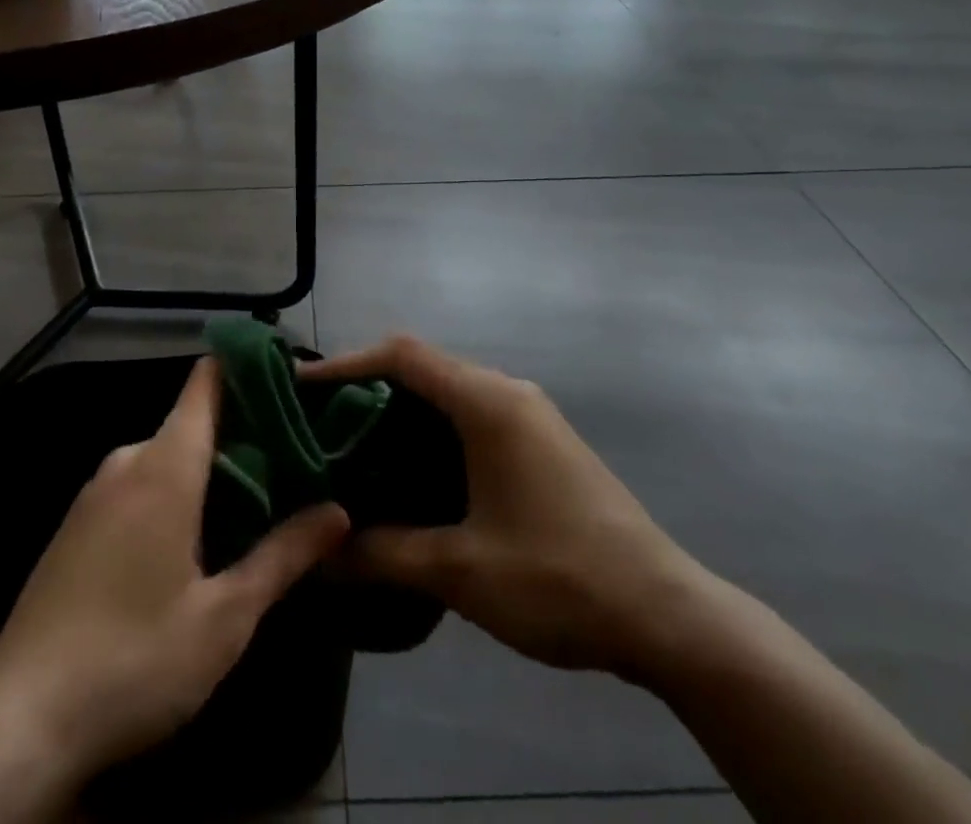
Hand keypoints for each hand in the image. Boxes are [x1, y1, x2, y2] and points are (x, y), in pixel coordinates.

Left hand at [0, 359, 350, 823]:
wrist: (18, 722)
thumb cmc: (134, 658)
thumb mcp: (224, 617)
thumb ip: (283, 556)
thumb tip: (339, 512)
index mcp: (165, 465)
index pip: (206, 383)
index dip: (246, 369)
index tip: (289, 381)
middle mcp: (126, 462)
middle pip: (190, 422)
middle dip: (239, 435)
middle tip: (289, 461)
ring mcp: (93, 493)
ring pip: (162, 456)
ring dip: (204, 469)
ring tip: (252, 500)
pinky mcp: (74, 525)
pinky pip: (134, 485)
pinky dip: (169, 492)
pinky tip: (189, 539)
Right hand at [300, 336, 714, 682]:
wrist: (668, 615)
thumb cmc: (559, 578)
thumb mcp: (461, 570)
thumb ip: (384, 553)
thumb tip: (321, 553)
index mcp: (487, 402)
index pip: (403, 355)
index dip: (347, 362)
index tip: (302, 384)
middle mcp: (508, 392)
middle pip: (425, 366)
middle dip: (369, 386)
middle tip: (321, 422)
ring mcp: (531, 415)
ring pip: (450, 391)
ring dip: (403, 410)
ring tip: (356, 445)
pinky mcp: (543, 442)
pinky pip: (473, 415)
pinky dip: (434, 429)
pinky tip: (413, 471)